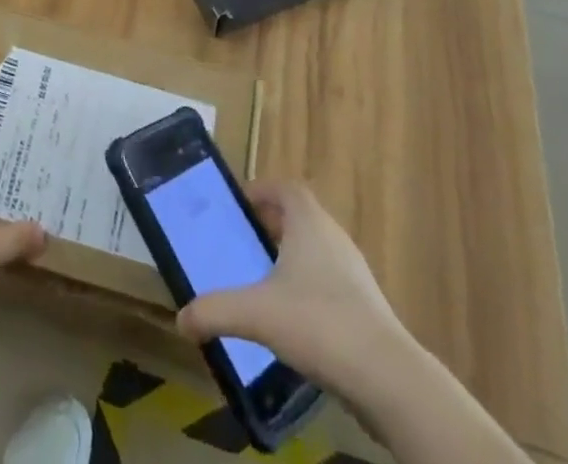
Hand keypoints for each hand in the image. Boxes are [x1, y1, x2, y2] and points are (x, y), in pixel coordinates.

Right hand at [176, 179, 411, 394]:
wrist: (386, 377)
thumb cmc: (318, 323)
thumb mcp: (256, 314)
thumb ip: (216, 311)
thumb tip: (180, 320)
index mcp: (309, 223)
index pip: (285, 188)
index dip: (262, 191)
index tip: (239, 206)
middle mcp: (333, 237)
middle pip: (300, 216)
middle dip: (272, 225)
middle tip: (245, 242)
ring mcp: (354, 272)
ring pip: (317, 249)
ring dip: (292, 256)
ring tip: (264, 280)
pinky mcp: (366, 306)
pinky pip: (330, 280)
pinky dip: (309, 286)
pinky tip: (294, 319)